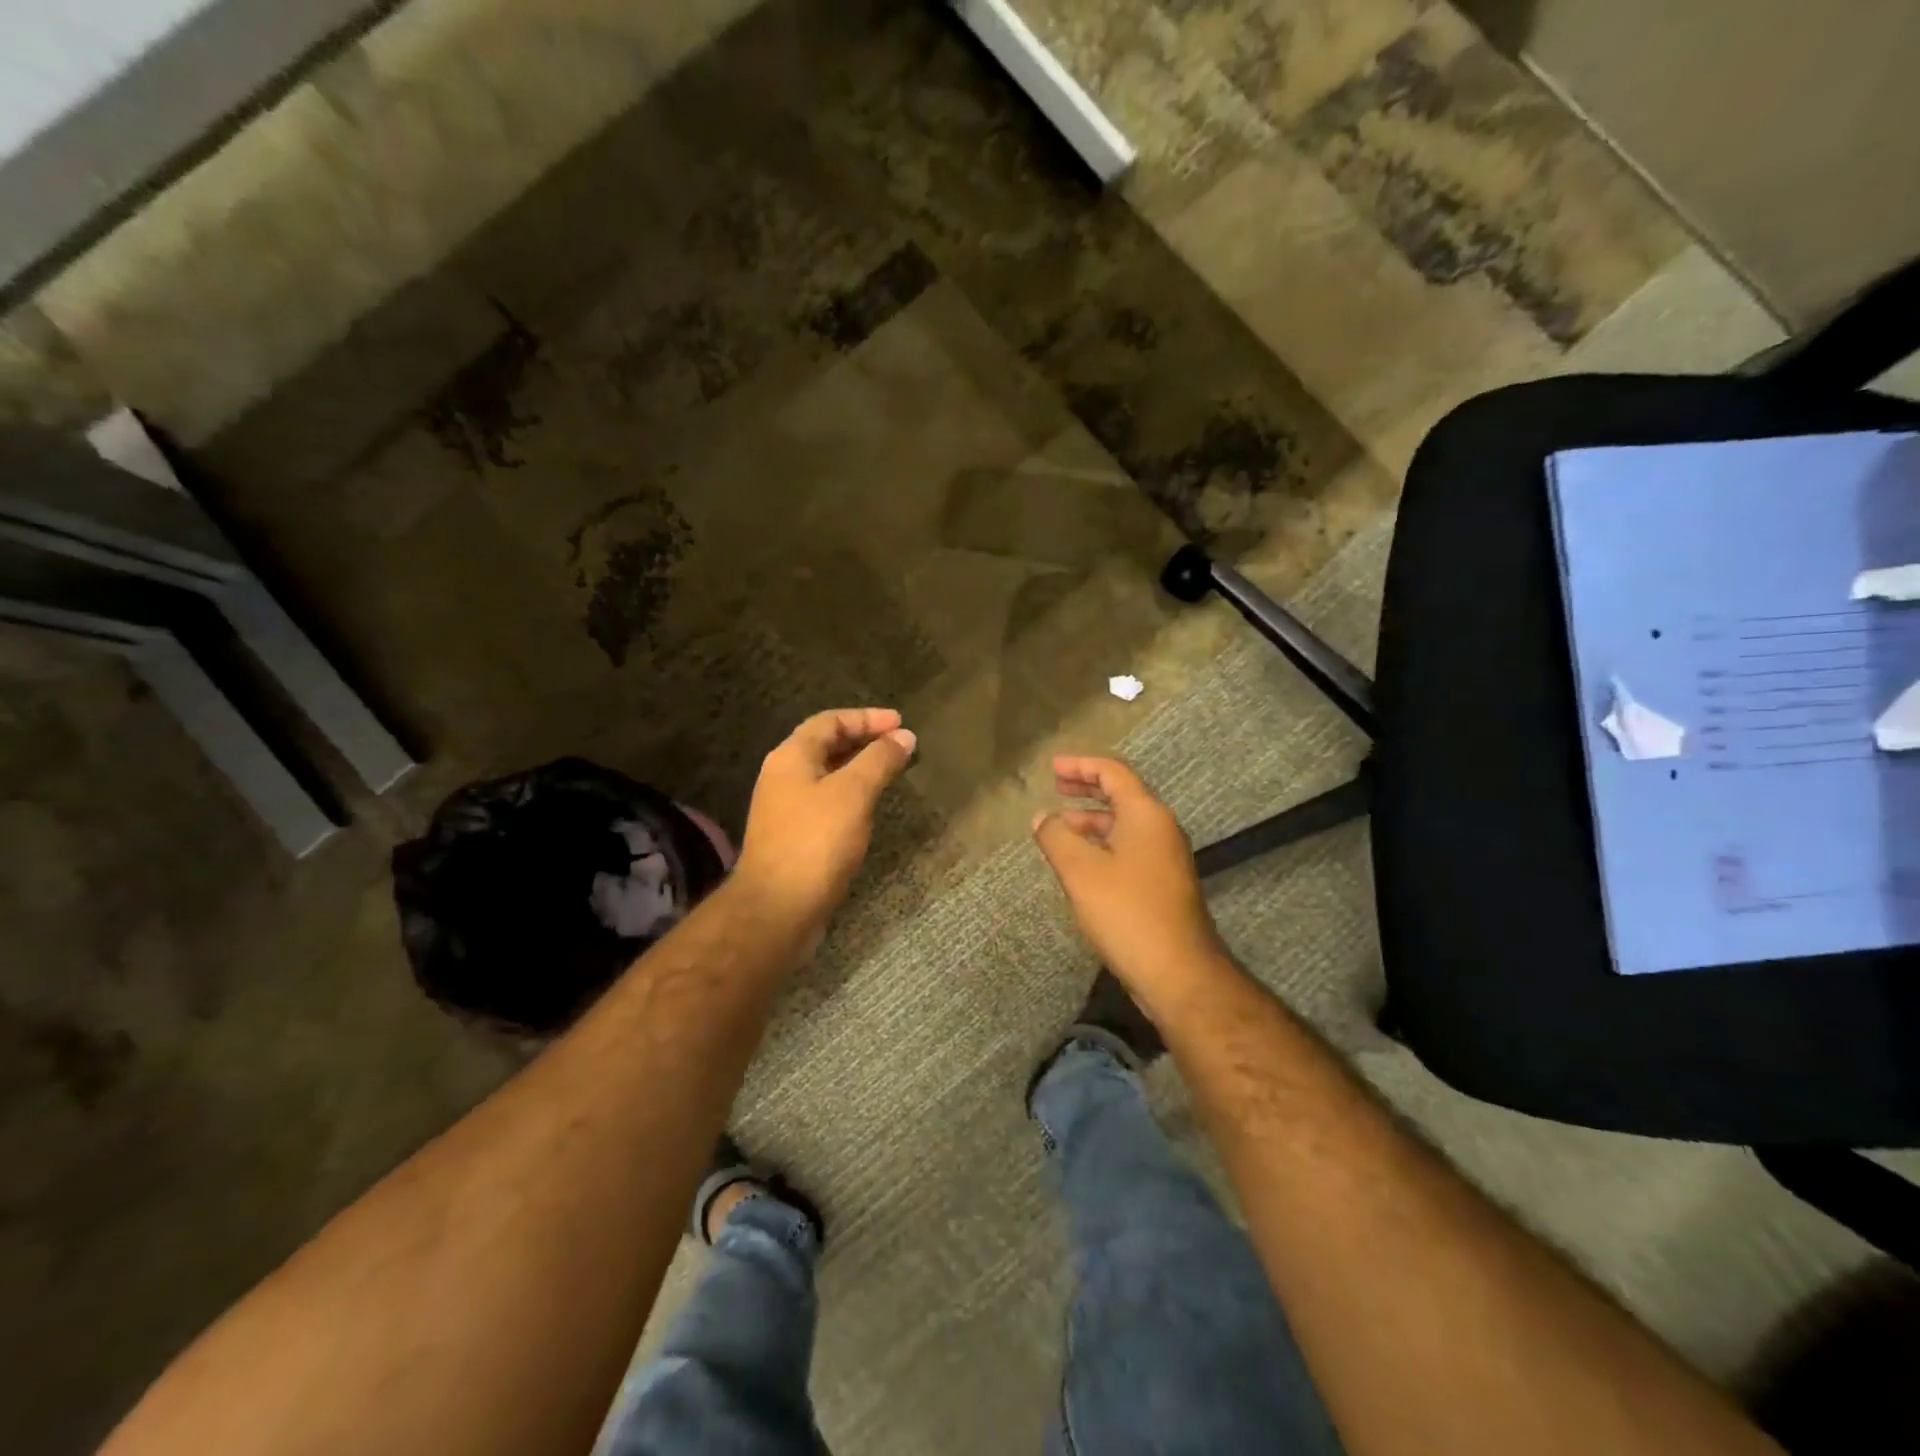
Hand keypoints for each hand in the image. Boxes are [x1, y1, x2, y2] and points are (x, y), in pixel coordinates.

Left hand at [731, 708, 915, 941]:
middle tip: (899, 744)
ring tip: (890, 770)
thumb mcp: (853, 793)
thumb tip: (904, 736)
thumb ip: (879, 760)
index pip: (829, 721)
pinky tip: (869, 808)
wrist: (777, 908)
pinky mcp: (794, 836)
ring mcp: (786, 808)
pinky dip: (850, 794)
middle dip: (863, 740)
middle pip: (825, 745)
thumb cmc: (816, 842)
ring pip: (826, 775)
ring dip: (858, 768)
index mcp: (791, 757)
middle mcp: (783, 776)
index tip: (900, 723)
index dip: (866, 718)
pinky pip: (826, 801)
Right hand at [1032, 756, 1226, 1011]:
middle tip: (1056, 786)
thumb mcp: (1080, 871)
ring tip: (1059, 827)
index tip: (1052, 767)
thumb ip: (1057, 837)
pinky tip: (1082, 863)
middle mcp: (1161, 829)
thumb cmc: (1127, 912)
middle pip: (1122, 795)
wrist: (1178, 972)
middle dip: (1087, 789)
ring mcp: (1166, 858)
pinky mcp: (1163, 884)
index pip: (1113, 773)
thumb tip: (1043, 818)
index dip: (1080, 765)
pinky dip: (1103, 844)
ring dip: (1092, 820)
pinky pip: (1129, 849)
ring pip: (1125, 825)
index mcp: (1146, 815)